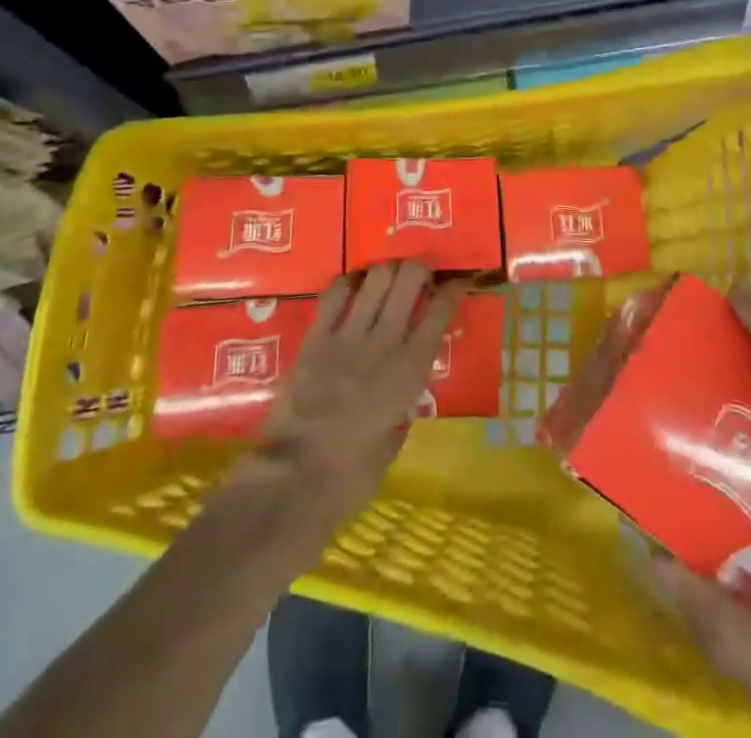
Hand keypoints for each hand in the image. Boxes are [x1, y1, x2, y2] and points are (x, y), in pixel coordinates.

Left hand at [257, 260, 463, 523]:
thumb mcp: (393, 445)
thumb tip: (402, 399)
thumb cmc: (350, 477)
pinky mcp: (315, 338)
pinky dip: (348, 283)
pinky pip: (334, 293)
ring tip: (388, 276)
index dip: (453, 289)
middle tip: (421, 271)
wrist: (293, 482)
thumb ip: (402, 411)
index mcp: (411, 371)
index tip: (457, 281)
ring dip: (386, 270)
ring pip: (375, 277)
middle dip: (420, 267)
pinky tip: (352, 287)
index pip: (440, 311)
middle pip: (409, 279)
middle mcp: (385, 342)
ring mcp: (348, 336)